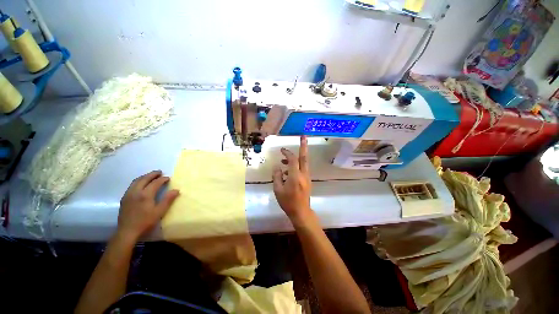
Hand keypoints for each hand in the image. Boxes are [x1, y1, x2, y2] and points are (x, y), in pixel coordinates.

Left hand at [117, 170, 179, 240]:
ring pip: (136, 181)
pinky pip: (132, 185)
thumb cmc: (145, 222)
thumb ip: (168, 199)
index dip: (163, 179)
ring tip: (151, 176)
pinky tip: (141, 184)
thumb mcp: (159, 212)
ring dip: (145, 176)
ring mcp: (128, 194)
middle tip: (160, 172)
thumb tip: (176, 190)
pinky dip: (138, 181)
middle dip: (152, 174)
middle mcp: (136, 192)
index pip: (155, 183)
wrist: (127, 231)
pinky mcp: (124, 198)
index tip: (168, 178)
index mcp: (145, 195)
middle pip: (144, 179)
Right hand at [272, 136, 312, 224]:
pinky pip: (302, 169)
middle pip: (304, 157)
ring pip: (304, 163)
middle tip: (304, 136)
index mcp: (295, 176)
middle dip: (304, 146)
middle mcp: (303, 174)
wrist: (300, 211)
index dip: (287, 153)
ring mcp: (307, 177)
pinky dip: (296, 166)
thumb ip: (277, 176)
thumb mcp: (278, 189)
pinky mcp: (307, 180)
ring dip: (296, 158)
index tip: (281, 150)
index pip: (293, 160)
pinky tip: (287, 171)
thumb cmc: (287, 201)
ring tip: (284, 161)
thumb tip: (277, 166)